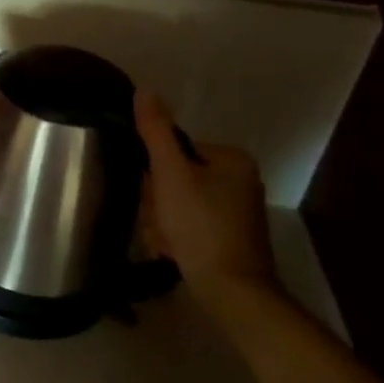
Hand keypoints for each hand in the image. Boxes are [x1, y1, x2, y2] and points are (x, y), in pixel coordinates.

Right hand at [134, 90, 276, 290]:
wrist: (232, 291)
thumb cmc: (200, 226)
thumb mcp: (171, 174)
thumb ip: (155, 132)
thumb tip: (144, 90)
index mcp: (231, 160)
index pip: (175, 151)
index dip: (155, 174)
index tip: (154, 197)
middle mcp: (239, 181)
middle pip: (175, 179)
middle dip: (158, 203)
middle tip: (159, 223)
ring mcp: (236, 212)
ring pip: (177, 205)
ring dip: (162, 223)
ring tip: (166, 242)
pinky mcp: (230, 238)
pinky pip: (189, 226)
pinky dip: (175, 238)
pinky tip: (173, 252)